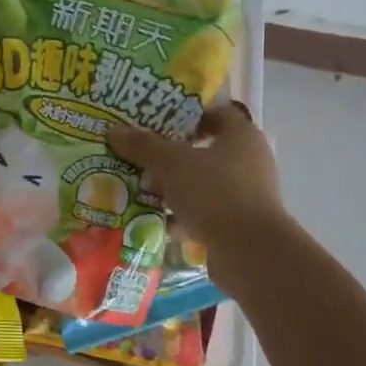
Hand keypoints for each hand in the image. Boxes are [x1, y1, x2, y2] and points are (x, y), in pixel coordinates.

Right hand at [109, 103, 285, 297]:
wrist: (249, 252)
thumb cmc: (214, 193)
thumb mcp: (172, 164)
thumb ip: (143, 146)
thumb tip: (115, 130)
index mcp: (242, 136)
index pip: (216, 114)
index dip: (187, 116)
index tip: (157, 124)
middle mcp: (249, 161)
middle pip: (205, 150)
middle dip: (172, 155)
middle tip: (141, 157)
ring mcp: (246, 195)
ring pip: (203, 184)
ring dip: (175, 188)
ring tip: (142, 189)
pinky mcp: (239, 224)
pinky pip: (205, 212)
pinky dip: (182, 216)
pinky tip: (157, 221)